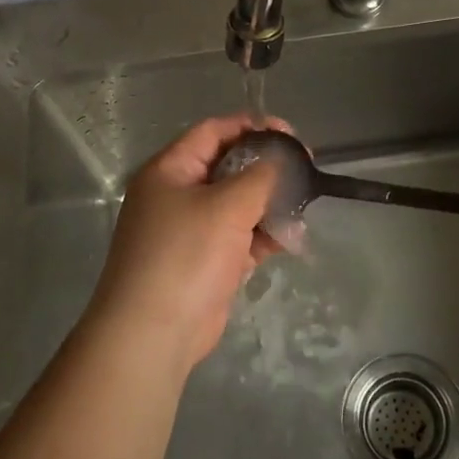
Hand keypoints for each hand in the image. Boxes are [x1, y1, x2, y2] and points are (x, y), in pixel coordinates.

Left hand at [91, 115, 286, 369]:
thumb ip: (259, 175)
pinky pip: (239, 237)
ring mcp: (190, 230)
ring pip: (237, 204)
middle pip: (228, 167)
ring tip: (304, 205)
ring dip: (270, 203)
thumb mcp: (227, 205)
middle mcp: (177, 194)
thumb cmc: (186, 255)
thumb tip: (278, 160)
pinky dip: (264, 235)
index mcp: (170, 170)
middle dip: (267, 167)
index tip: (290, 134)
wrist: (154, 332)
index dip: (252, 127)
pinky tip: (292, 237)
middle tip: (304, 169)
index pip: (213, 131)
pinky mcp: (205, 262)